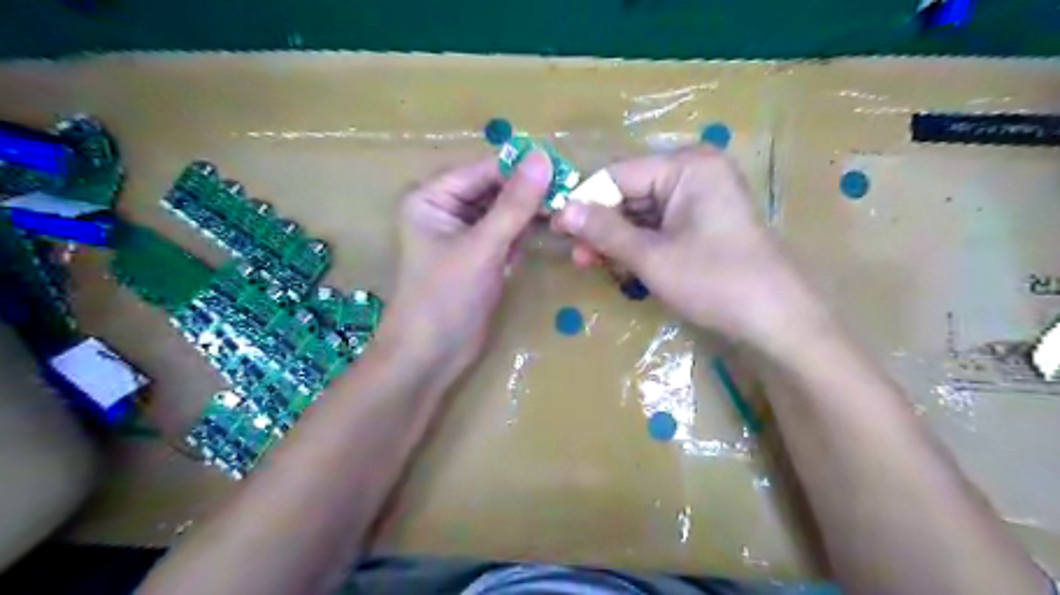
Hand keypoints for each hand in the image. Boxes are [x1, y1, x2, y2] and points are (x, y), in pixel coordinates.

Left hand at [374, 150, 554, 379]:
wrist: (431, 356)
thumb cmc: (446, 298)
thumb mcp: (482, 247)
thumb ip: (514, 204)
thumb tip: (543, 157)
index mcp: (432, 197)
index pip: (483, 170)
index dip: (522, 169)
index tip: (564, 168)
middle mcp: (446, 210)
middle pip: (494, 190)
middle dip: (528, 194)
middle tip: (570, 194)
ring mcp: (464, 235)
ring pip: (504, 213)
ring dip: (530, 215)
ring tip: (564, 214)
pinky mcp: (479, 258)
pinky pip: (506, 235)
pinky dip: (524, 235)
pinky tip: (547, 234)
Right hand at [555, 147, 826, 347]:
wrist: (776, 321)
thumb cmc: (716, 282)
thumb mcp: (653, 257)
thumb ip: (605, 231)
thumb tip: (562, 210)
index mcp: (687, 166)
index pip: (618, 174)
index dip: (585, 201)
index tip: (556, 229)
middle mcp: (694, 172)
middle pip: (629, 192)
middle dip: (601, 224)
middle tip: (576, 256)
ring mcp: (700, 198)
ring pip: (641, 212)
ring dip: (616, 238)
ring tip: (592, 264)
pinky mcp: (701, 223)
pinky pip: (658, 226)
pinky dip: (637, 245)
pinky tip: (621, 266)